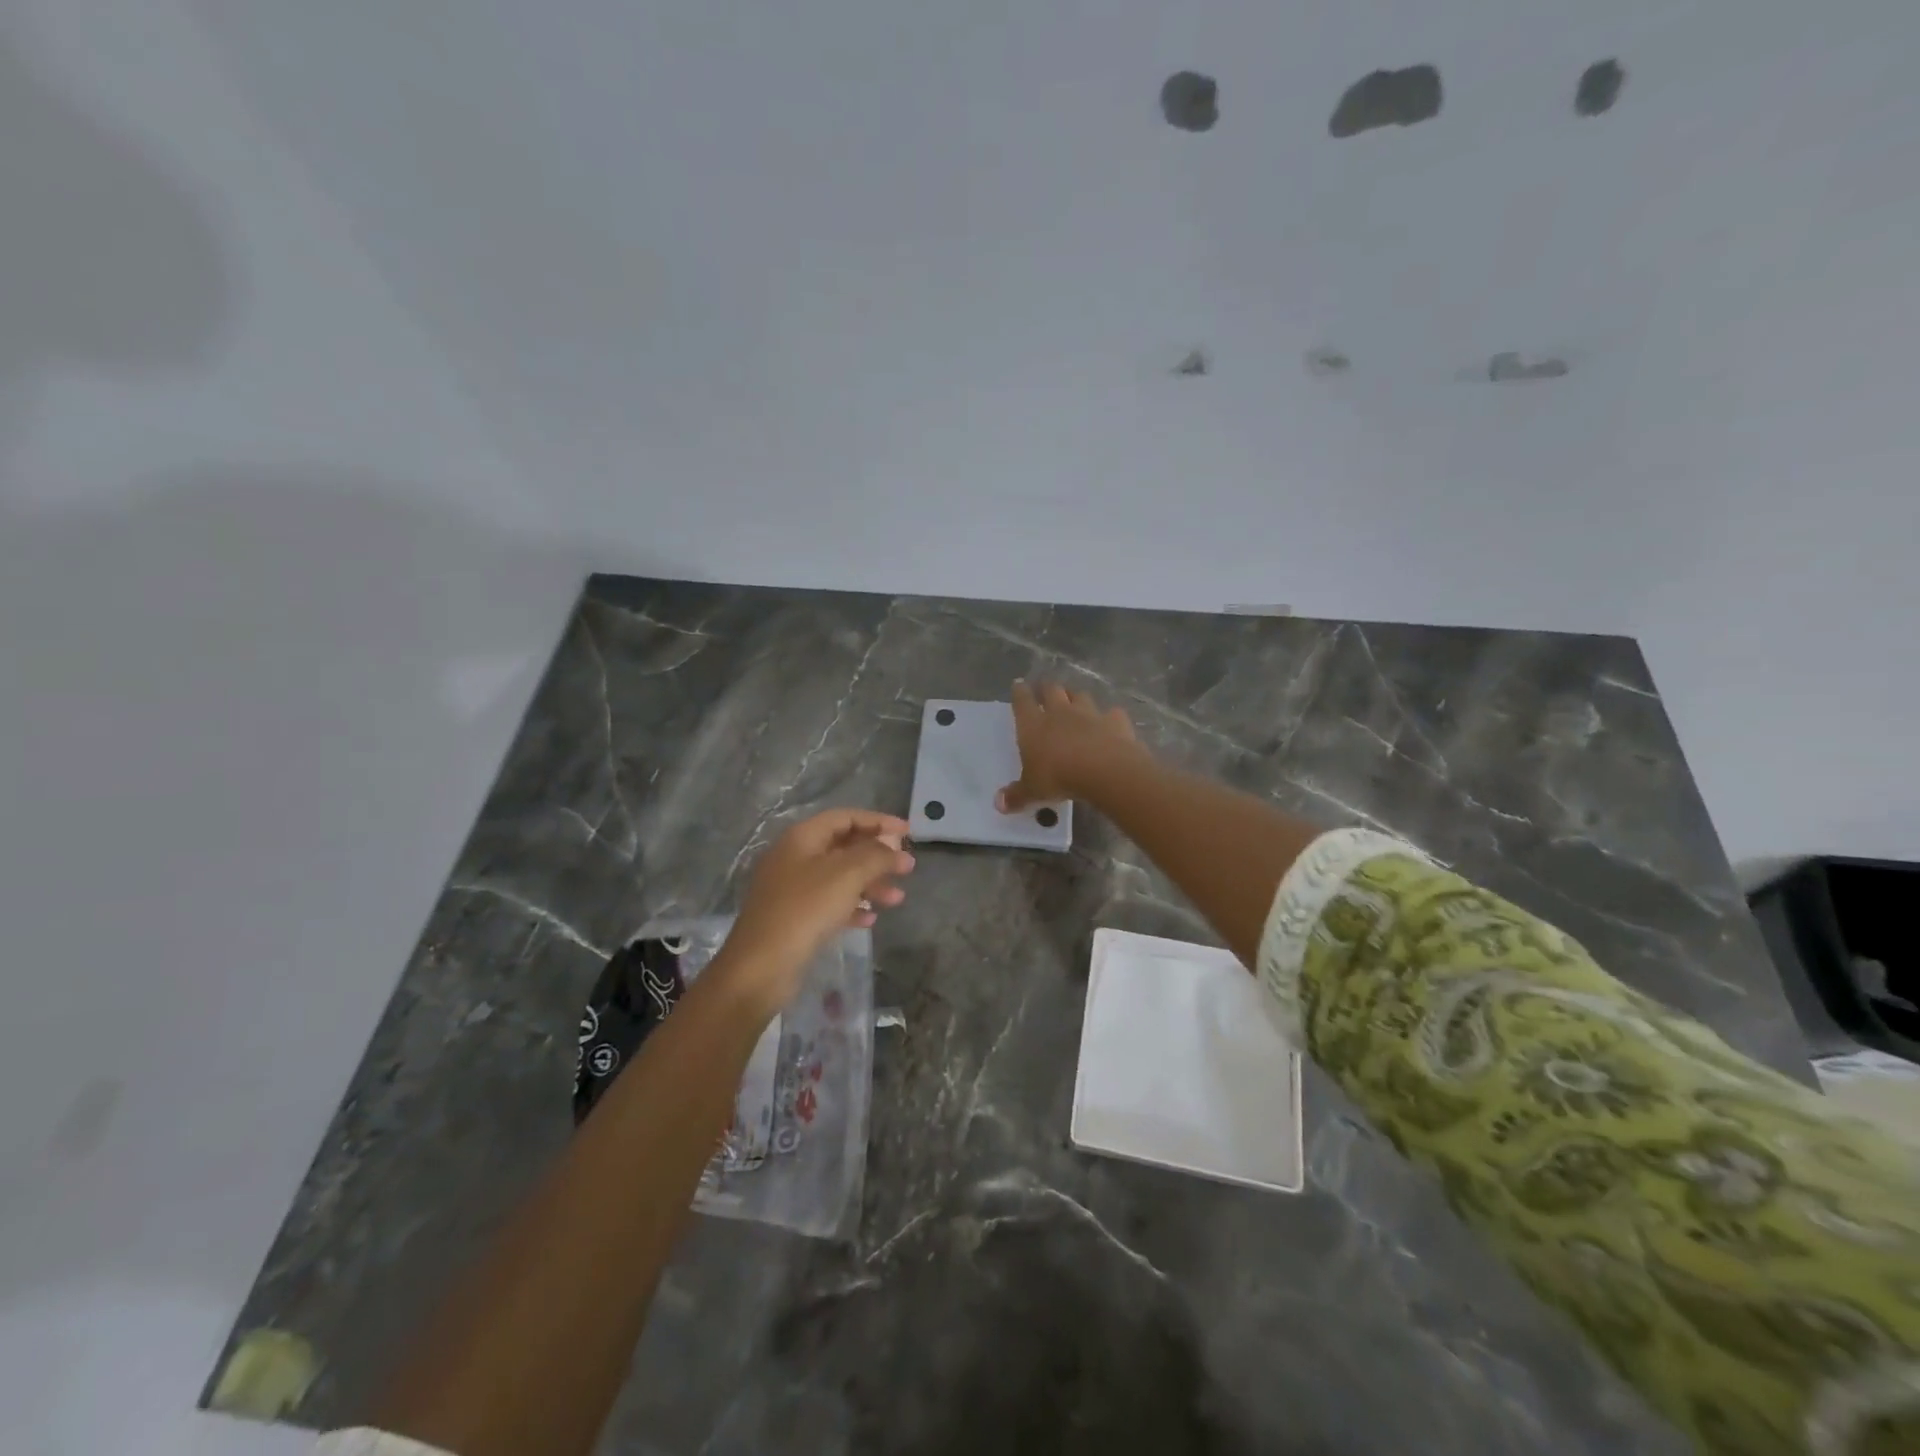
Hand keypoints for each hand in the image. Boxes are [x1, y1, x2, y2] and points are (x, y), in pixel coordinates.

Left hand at [716, 809, 914, 1017]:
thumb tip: (898, 849)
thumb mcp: (847, 875)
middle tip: (906, 868)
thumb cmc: (805, 910)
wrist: (761, 967)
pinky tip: (870, 919)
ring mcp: (792, 889)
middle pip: (843, 847)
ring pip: (839, 877)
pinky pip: (829, 903)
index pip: (845, 817)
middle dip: (877, 856)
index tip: (908, 833)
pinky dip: (852, 906)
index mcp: (802, 838)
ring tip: (897, 899)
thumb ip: (877, 856)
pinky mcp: (793, 918)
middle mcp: (794, 857)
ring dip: (870, 884)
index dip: (878, 821)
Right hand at [997, 680, 1146, 812]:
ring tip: (1075, 701)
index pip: (1023, 701)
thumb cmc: (1059, 777)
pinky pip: (1112, 713)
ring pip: (1080, 696)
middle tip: (1045, 689)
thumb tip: (999, 804)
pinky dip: (1109, 716)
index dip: (1019, 692)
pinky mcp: (1116, 721)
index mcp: (1034, 725)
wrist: (1105, 770)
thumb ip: (1017, 795)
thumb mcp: (1033, 791)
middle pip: (1052, 690)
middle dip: (1047, 688)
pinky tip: (1110, 723)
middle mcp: (1060, 712)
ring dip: (1076, 697)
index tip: (1018, 685)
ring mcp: (1090, 714)